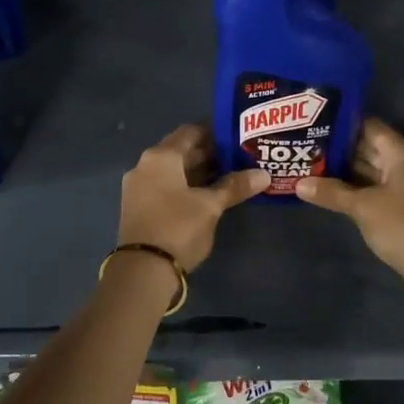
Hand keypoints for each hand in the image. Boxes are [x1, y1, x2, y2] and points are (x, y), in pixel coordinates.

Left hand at [119, 124, 268, 271]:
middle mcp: (145, 165)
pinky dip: (185, 187)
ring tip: (229, 177)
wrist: (142, 271)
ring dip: (198, 172)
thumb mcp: (210, 206)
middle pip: (181, 151)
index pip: (191, 132)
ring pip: (173, 171)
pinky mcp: (139, 207)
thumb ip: (235, 186)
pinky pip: (165, 187)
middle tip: (239, 159)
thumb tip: (264, 175)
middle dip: (209, 154)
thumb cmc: (178, 227)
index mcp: (161, 156)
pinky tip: (207, 196)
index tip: (237, 138)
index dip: (215, 133)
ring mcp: (138, 187)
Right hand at [295, 118, 403, 278]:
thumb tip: (299, 184)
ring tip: (312, 166)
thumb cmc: (402, 224)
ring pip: (372, 171)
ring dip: (346, 171)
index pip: (369, 126)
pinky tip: (332, 192)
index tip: (315, 124)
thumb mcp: (362, 206)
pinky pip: (376, 189)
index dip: (343, 124)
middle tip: (307, 146)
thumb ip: (331, 192)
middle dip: (341, 149)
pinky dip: (357, 189)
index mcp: (401, 153)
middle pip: (370, 148)